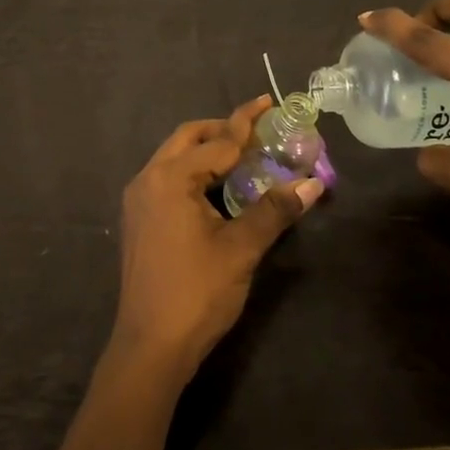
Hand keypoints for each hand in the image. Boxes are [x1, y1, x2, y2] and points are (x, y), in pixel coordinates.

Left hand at [110, 95, 326, 378]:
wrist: (150, 347)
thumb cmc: (197, 293)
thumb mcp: (241, 249)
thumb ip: (274, 211)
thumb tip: (312, 182)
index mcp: (170, 178)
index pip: (217, 141)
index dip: (246, 122)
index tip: (267, 101)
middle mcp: (148, 179)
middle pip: (187, 138)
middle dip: (221, 130)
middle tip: (256, 132)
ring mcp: (138, 200)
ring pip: (174, 158)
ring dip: (206, 151)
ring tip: (242, 157)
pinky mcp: (138, 220)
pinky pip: (167, 179)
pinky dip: (192, 172)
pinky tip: (216, 190)